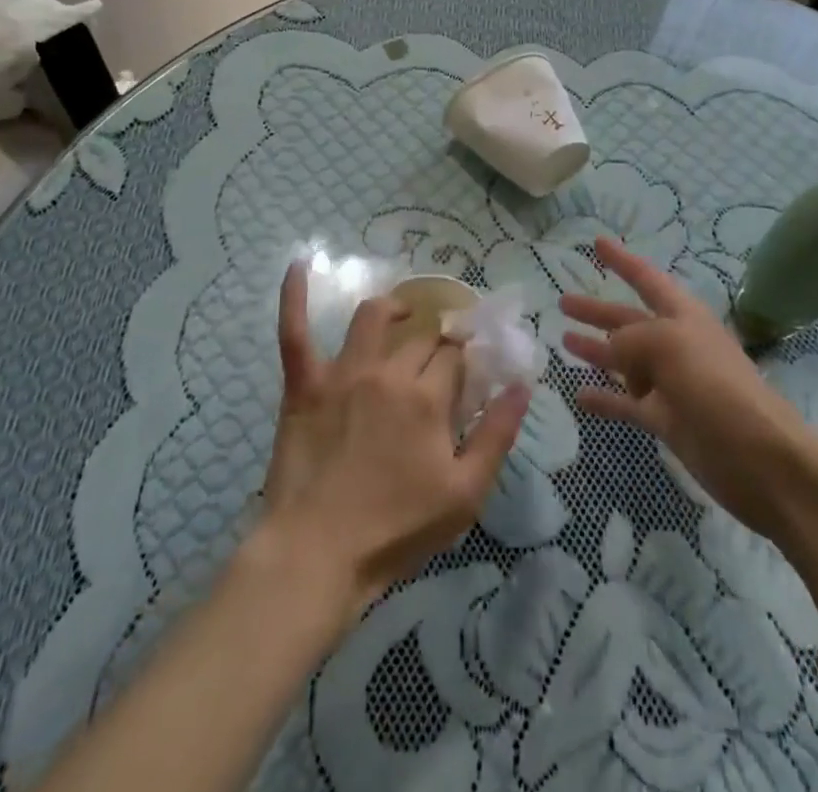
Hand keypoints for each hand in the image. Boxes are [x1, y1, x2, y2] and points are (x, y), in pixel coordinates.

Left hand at [257, 263, 529, 621]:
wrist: (317, 555)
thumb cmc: (396, 530)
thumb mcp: (465, 493)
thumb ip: (498, 434)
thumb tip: (523, 385)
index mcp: (428, 397)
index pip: (455, 358)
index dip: (465, 361)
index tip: (469, 372)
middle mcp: (388, 372)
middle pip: (421, 339)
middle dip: (437, 343)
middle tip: (439, 361)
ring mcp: (342, 374)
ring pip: (372, 319)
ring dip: (393, 308)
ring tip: (403, 312)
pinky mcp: (304, 385)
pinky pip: (295, 331)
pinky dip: (294, 295)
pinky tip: (300, 263)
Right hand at [562, 237, 810, 540]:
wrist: (759, 457)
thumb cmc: (715, 385)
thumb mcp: (668, 345)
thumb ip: (631, 339)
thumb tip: (611, 347)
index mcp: (682, 316)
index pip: (646, 278)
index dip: (622, 260)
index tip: (597, 242)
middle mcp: (675, 344)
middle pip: (629, 320)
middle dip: (598, 310)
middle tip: (563, 303)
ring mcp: (671, 384)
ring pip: (624, 361)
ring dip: (596, 350)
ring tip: (563, 342)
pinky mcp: (667, 420)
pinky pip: (626, 403)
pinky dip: (604, 398)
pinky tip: (578, 395)